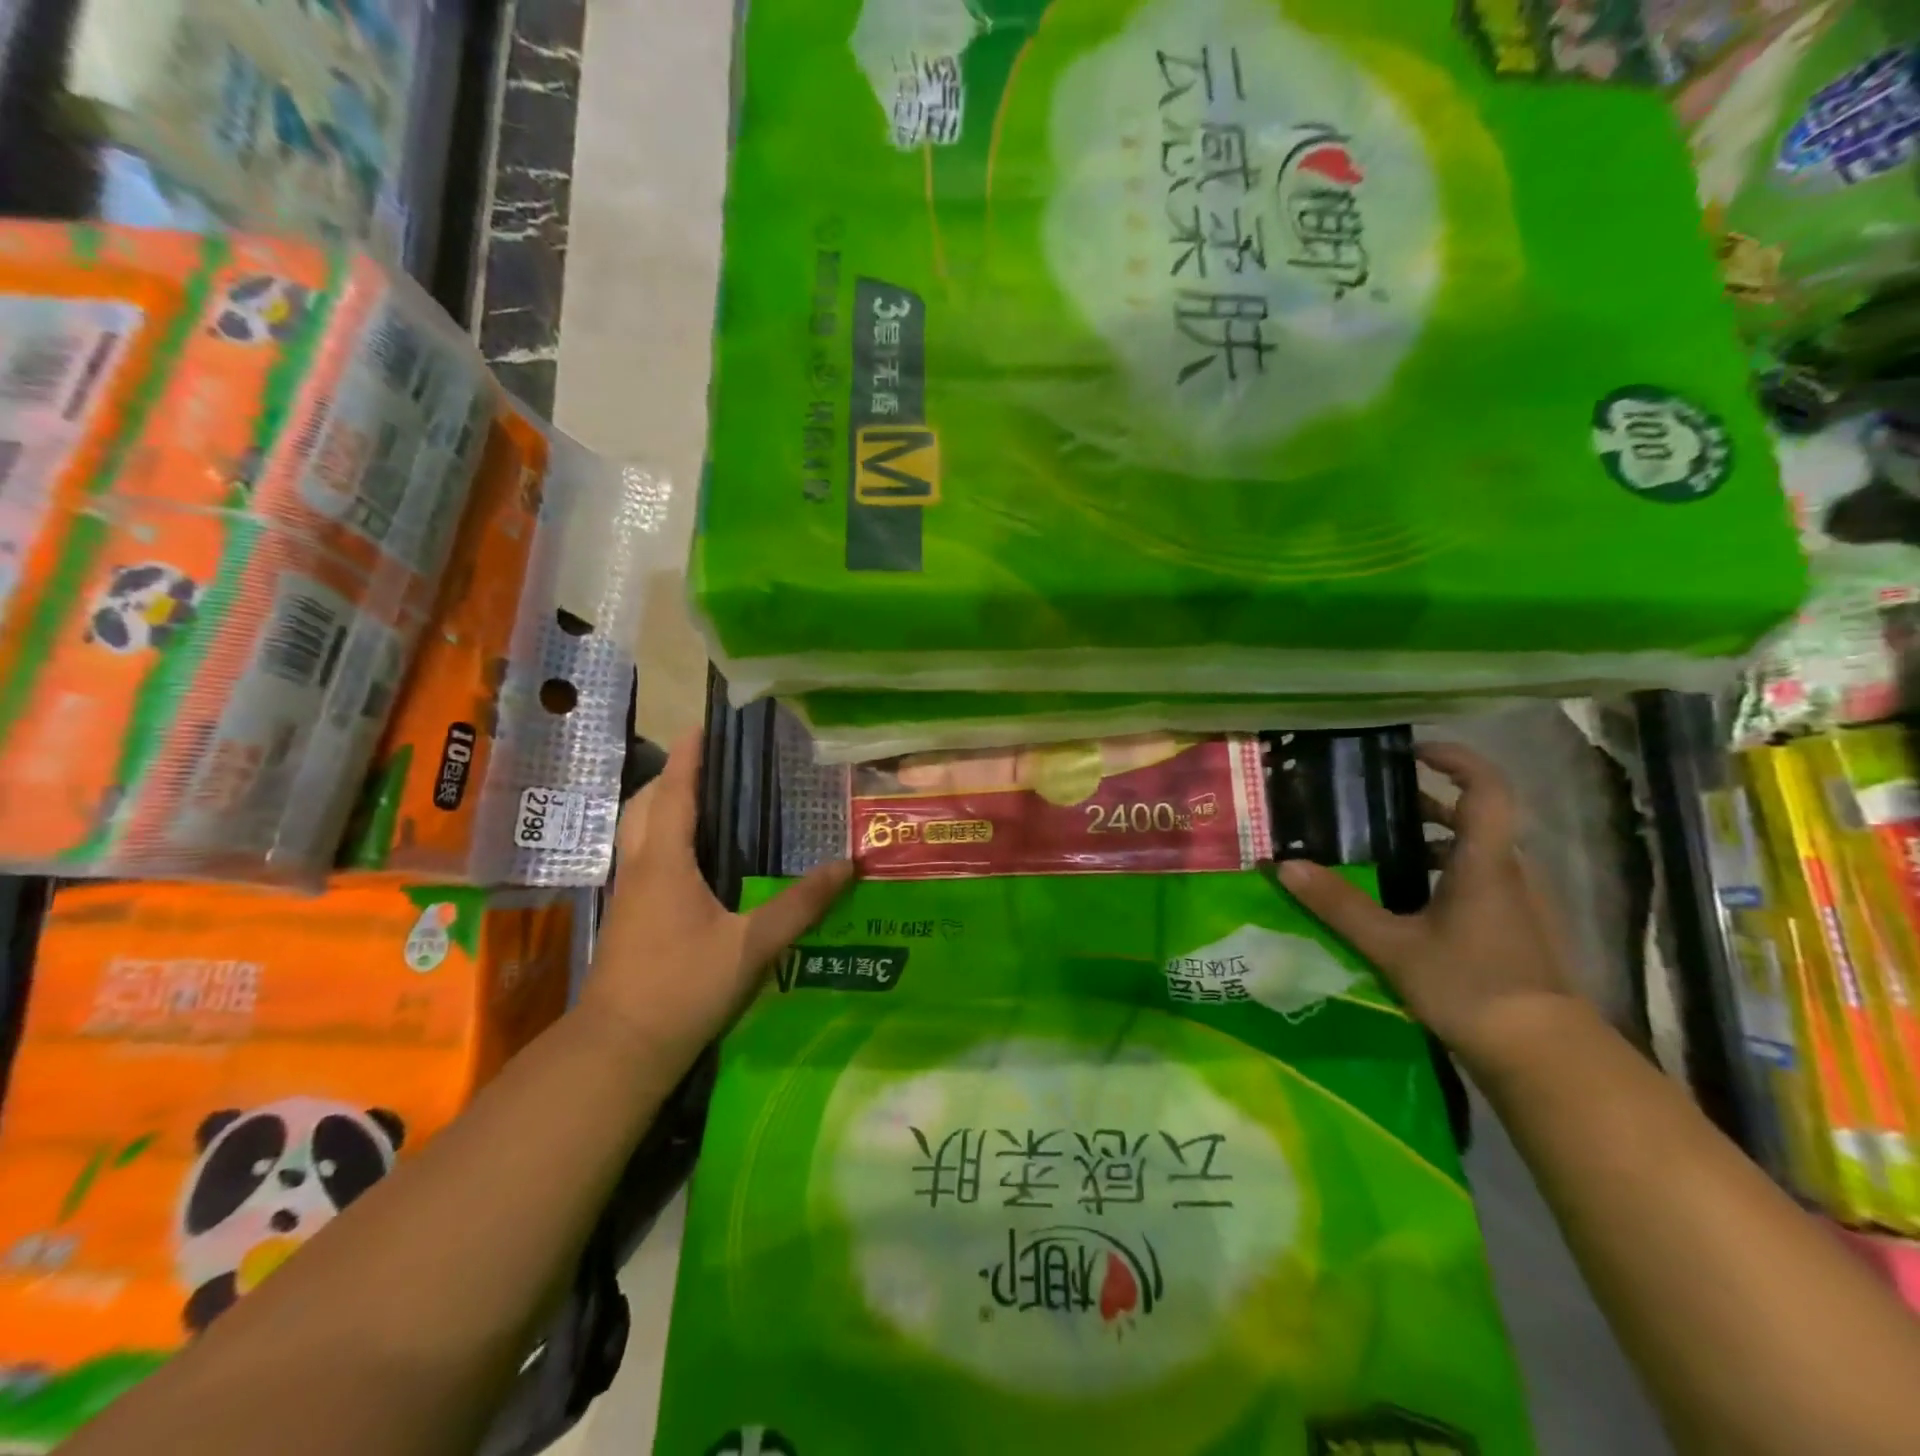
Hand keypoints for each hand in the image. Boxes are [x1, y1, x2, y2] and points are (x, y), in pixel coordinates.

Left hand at [580, 730, 852, 1070]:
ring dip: (663, 804)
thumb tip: (847, 866)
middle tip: (713, 763)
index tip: (703, 724)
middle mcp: (640, 866)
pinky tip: (695, 856)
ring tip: (706, 799)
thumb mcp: (752, 946)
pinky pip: (643, 855)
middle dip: (673, 774)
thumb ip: (800, 905)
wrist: (620, 1048)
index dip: (688, 756)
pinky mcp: (628, 915)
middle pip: (646, 803)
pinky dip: (662, 835)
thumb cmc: (683, 987)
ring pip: (638, 830)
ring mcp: (629, 892)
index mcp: (665, 861)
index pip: (675, 792)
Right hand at [1277, 742, 1581, 1072]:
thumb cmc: (1470, 986)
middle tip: (1378, 805)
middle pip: (1476, 818)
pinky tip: (1410, 903)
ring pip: (1477, 853)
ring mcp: (1520, 904)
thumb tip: (1284, 865)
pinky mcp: (1519, 932)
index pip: (1487, 788)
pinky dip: (1446, 874)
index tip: (1414, 751)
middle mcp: (1509, 873)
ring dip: (1436, 841)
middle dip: (1429, 802)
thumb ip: (1339, 905)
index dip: (1456, 759)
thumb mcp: (1392, 946)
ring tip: (1384, 852)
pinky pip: (1481, 883)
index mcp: (1484, 863)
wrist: (1545, 1056)